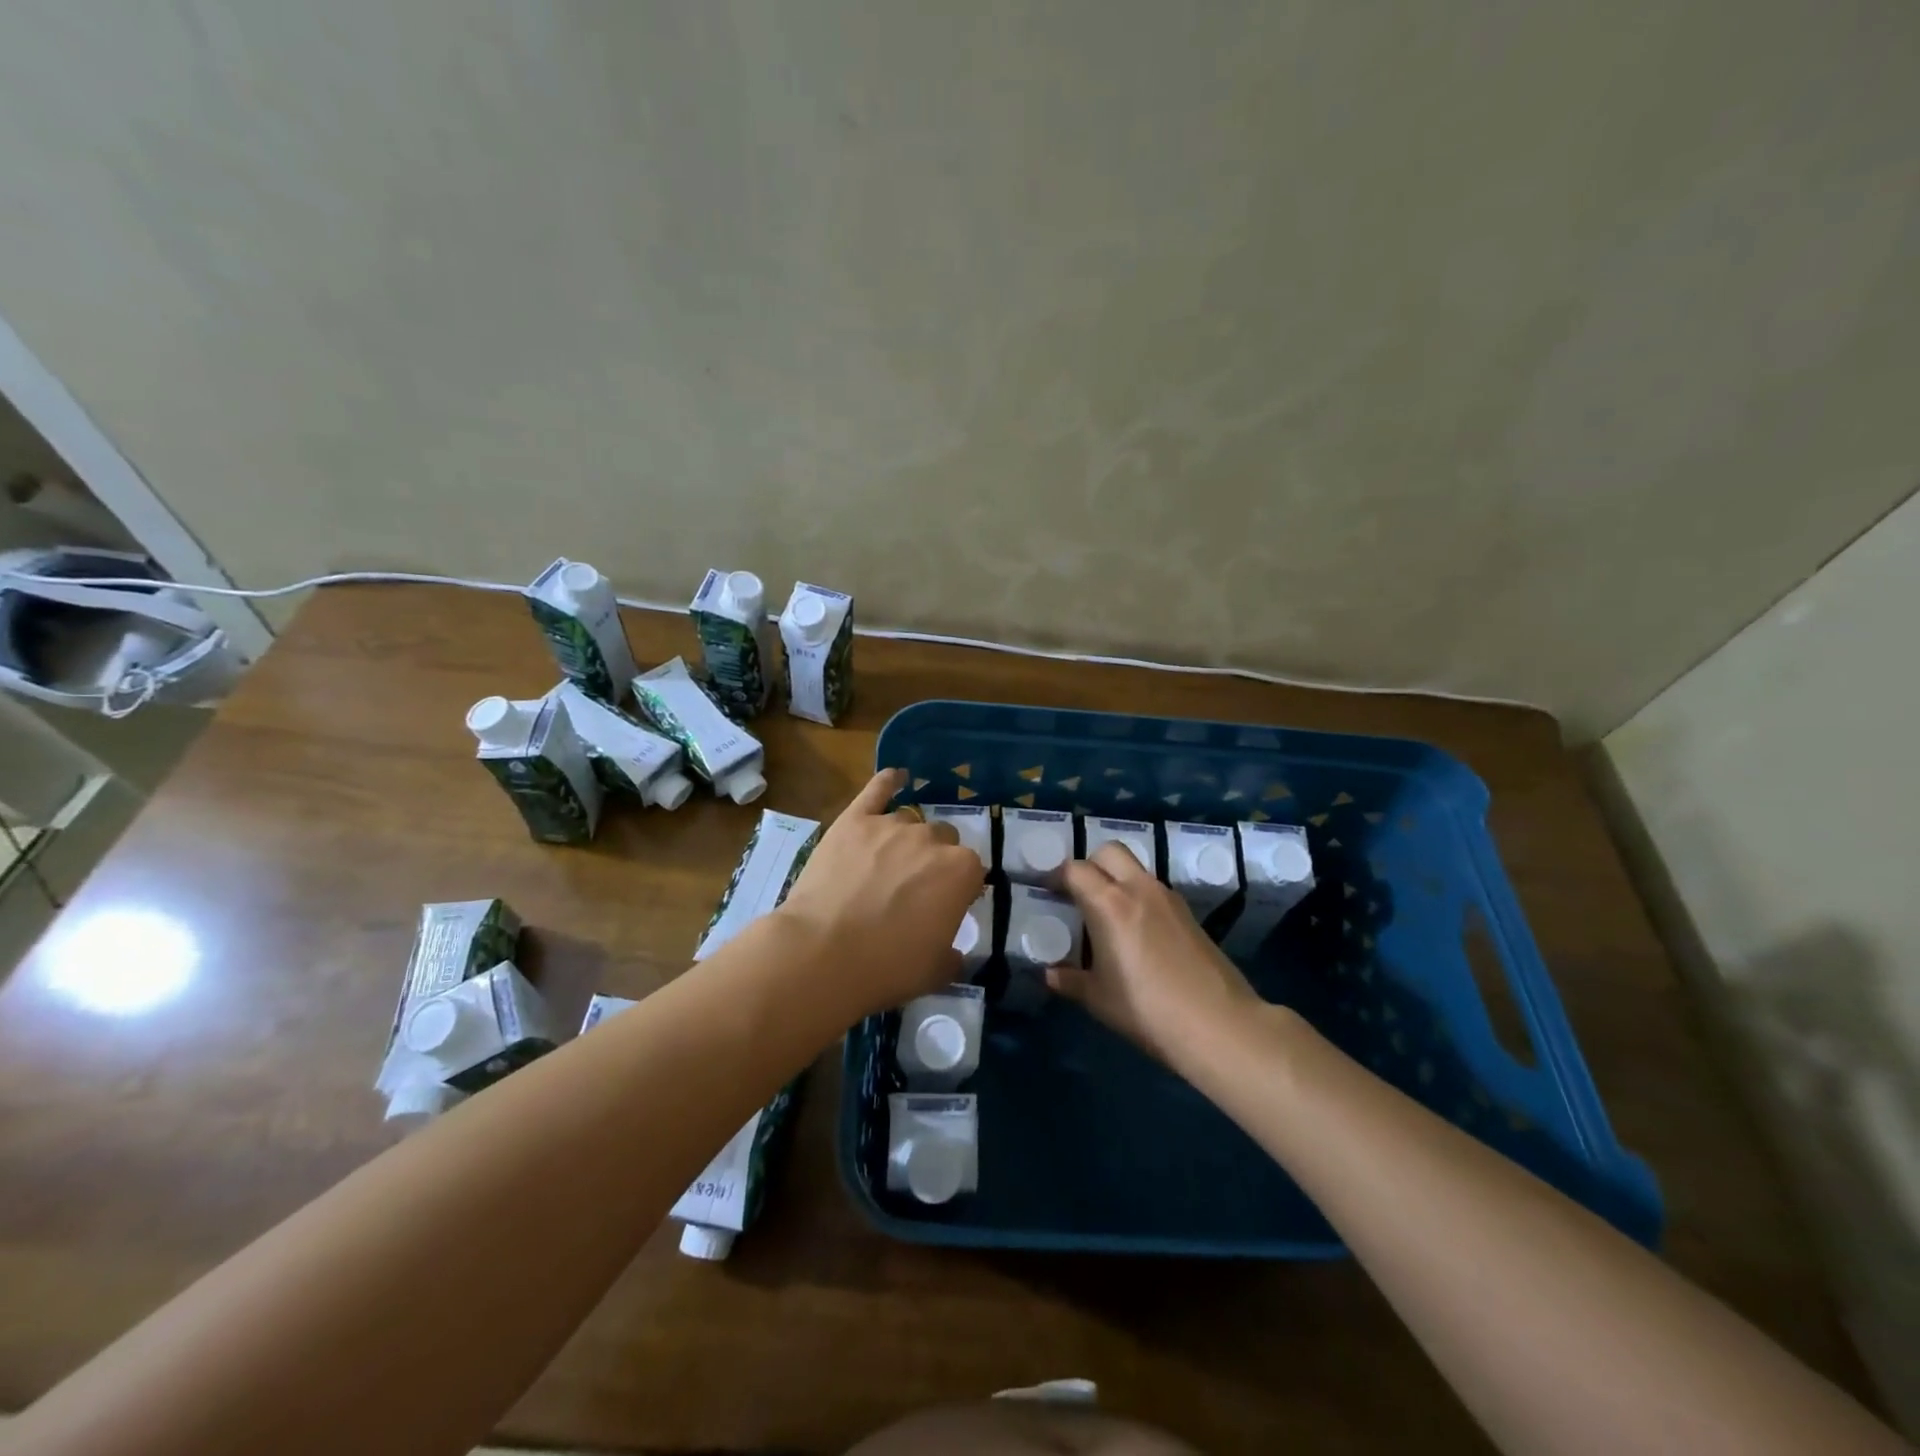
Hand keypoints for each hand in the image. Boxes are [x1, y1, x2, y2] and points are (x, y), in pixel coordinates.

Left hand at [777, 768, 983, 1016]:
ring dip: (906, 839)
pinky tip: (895, 776)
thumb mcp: (936, 971)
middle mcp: (931, 839)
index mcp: (961, 871)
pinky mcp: (854, 820)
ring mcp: (891, 825)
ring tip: (887, 864)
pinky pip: (877, 790)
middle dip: (933, 859)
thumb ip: (954, 954)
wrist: (823, 953)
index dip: (959, 888)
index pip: (972, 869)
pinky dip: (888, 781)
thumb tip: (956, 953)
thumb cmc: (887, 967)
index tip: (945, 906)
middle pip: (942, 839)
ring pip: (910, 821)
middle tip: (913, 888)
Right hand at [1046, 842, 1264, 1067]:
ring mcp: (1168, 898)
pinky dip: (1138, 896)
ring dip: (1116, 878)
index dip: (1056, 877)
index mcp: (1109, 903)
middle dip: (1089, 864)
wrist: (1218, 1024)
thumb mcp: (1099, 999)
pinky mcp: (1189, 913)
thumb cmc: (1147, 1009)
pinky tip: (1136, 932)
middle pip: (1109, 851)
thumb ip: (1070, 980)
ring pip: (1135, 868)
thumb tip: (1051, 973)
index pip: (1075, 870)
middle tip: (1078, 893)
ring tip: (1107, 913)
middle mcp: (1138, 888)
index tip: (1047, 892)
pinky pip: (1154, 889)